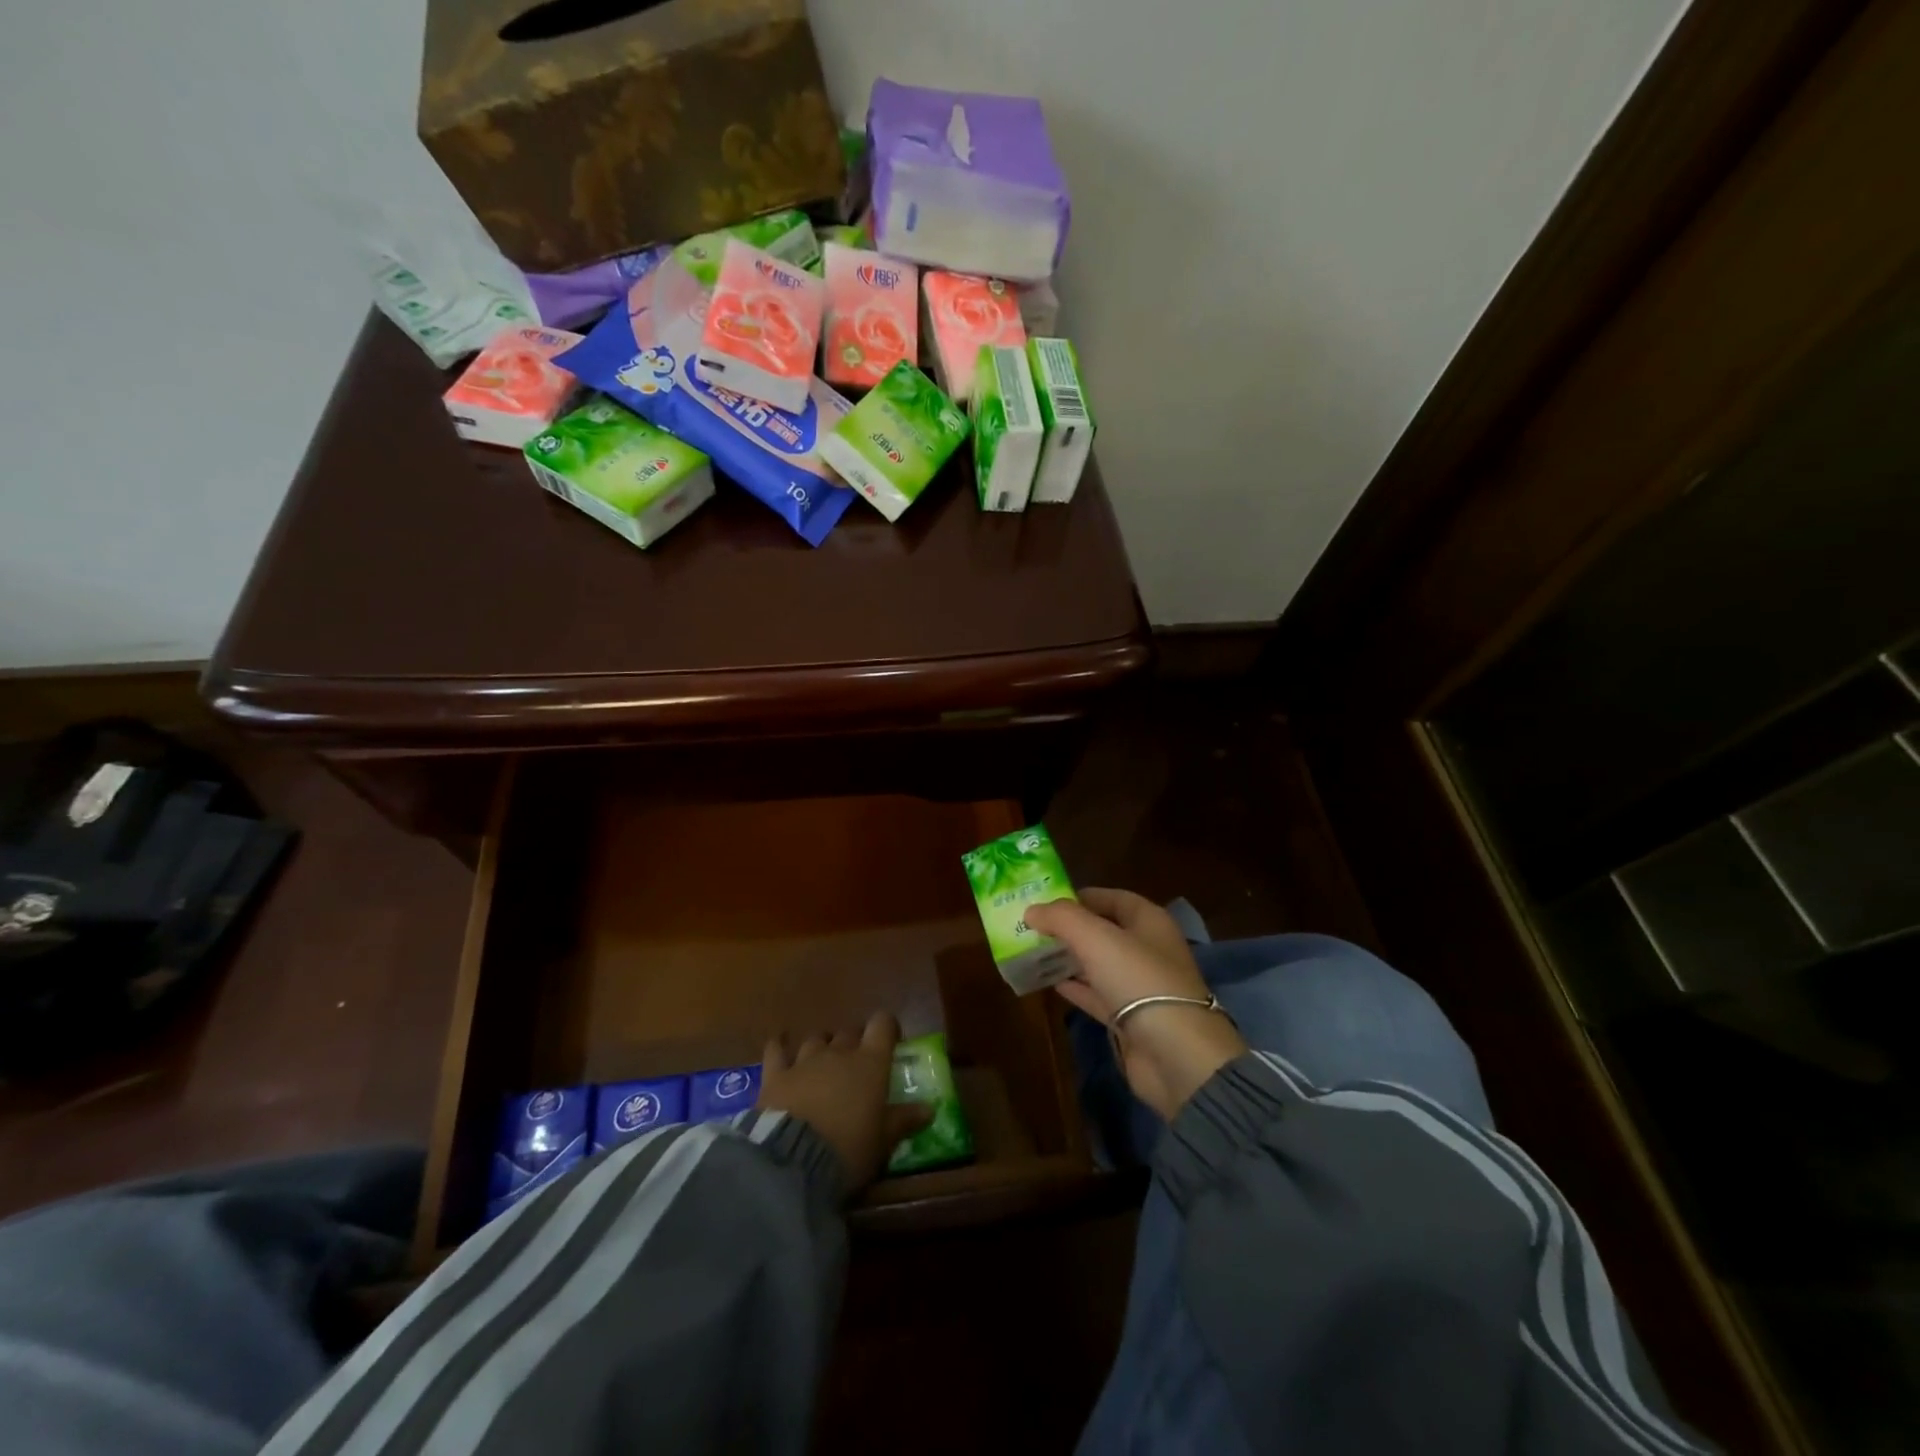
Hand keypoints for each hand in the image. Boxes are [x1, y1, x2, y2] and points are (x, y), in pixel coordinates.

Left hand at [757, 1012, 932, 1195]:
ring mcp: (804, 1060)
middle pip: (849, 1032)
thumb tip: (930, 1109)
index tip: (890, 1042)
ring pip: (817, 1038)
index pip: (882, 1024)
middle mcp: (839, 1052)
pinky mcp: (775, 1075)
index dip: (887, 1028)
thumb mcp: (883, 1141)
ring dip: (822, 1046)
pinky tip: (779, 1045)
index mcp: (870, 1062)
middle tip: (857, 1065)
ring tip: (823, 1063)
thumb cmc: (849, 1149)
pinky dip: (779, 1046)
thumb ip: (904, 1120)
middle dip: (854, 1043)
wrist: (793, 1161)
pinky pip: (776, 1050)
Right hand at [1024, 890, 1247, 1119]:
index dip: (1080, 896)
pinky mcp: (1131, 1019)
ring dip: (1070, 958)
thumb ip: (1062, 918)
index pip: (1112, 898)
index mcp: (1149, 921)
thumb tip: (1032, 910)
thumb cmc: (1139, 981)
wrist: (1175, 1055)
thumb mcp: (1096, 938)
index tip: (1045, 900)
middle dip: (1070, 928)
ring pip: (1099, 964)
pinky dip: (1077, 988)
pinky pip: (1098, 995)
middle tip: (1032, 927)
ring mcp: (1140, 986)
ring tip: (1034, 952)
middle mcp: (1147, 949)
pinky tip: (1052, 984)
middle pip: (1104, 931)